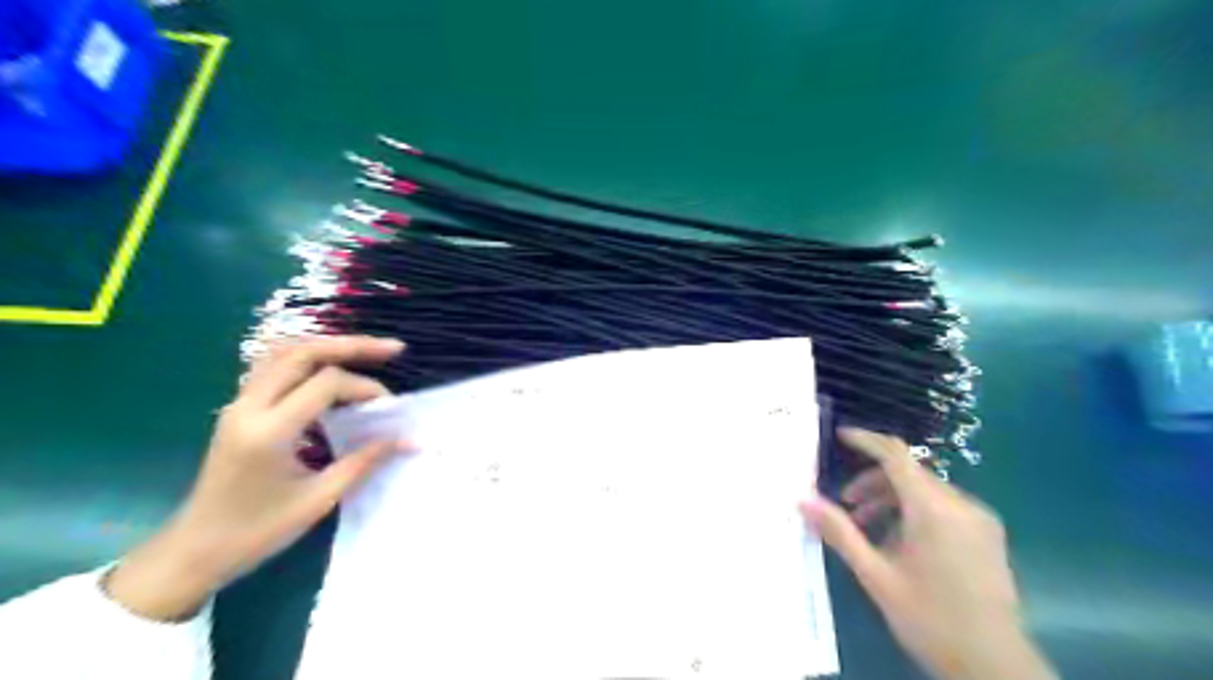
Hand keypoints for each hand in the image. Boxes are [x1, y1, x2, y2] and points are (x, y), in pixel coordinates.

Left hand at [104, 335, 405, 620]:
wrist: (194, 551)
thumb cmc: (257, 532)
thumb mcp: (319, 499)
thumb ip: (365, 461)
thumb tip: (409, 440)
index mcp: (269, 431)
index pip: (326, 383)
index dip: (366, 387)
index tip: (390, 408)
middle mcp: (249, 407)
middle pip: (302, 352)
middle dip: (352, 346)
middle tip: (393, 349)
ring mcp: (239, 405)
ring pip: (284, 353)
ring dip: (328, 347)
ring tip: (367, 352)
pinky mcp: (239, 410)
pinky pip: (274, 368)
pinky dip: (309, 361)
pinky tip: (332, 371)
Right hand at [803, 427, 1064, 678]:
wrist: (995, 666)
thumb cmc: (929, 619)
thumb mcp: (875, 575)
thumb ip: (839, 532)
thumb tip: (802, 501)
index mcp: (933, 510)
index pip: (895, 455)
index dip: (866, 440)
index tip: (839, 436)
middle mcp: (961, 505)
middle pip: (909, 474)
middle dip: (872, 482)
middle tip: (846, 505)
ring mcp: (979, 519)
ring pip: (925, 490)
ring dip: (891, 499)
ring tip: (867, 528)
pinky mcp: (987, 535)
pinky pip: (943, 507)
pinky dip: (914, 512)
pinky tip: (899, 543)